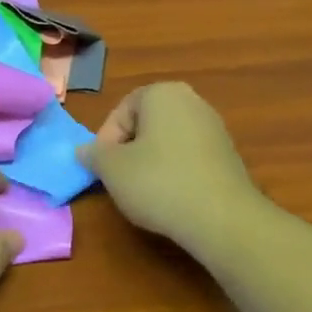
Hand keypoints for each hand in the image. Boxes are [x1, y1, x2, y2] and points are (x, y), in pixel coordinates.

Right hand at [77, 83, 260, 248]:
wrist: (221, 217)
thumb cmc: (158, 182)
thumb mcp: (112, 169)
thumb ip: (94, 154)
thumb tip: (84, 150)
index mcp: (163, 93)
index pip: (122, 110)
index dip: (106, 140)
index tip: (104, 168)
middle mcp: (192, 101)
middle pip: (146, 124)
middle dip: (129, 150)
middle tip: (120, 179)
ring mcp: (215, 128)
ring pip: (168, 142)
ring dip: (151, 163)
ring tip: (144, 193)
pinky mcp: (228, 155)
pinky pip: (189, 158)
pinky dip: (175, 173)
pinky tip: (172, 199)